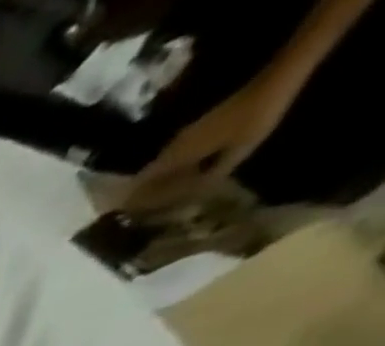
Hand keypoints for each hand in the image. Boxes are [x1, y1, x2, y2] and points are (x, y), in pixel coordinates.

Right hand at [121, 75, 299, 211]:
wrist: (276, 82)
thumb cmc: (255, 120)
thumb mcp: (235, 155)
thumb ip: (207, 180)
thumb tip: (184, 202)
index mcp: (178, 155)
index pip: (142, 182)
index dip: (129, 201)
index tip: (116, 219)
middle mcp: (175, 147)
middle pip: (148, 175)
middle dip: (140, 194)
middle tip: (132, 215)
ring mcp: (186, 137)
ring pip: (161, 166)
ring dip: (155, 183)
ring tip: (151, 202)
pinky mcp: (198, 131)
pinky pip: (175, 158)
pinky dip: (170, 172)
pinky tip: (175, 181)